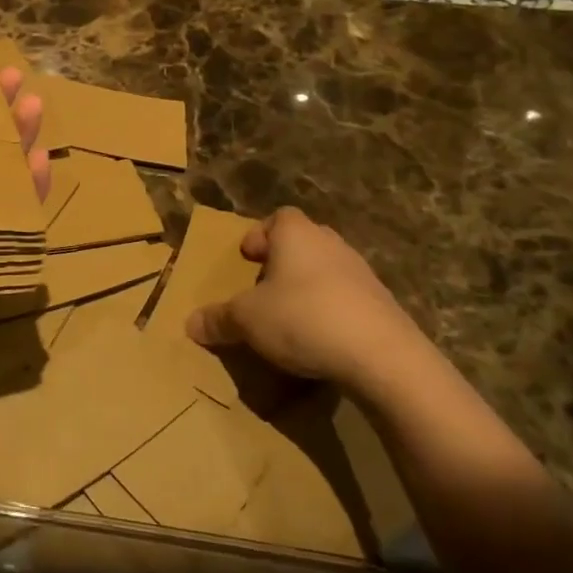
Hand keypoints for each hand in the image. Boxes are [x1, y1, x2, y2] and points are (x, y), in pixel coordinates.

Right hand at [185, 207, 412, 389]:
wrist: (382, 355)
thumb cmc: (303, 318)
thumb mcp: (248, 320)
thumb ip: (219, 319)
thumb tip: (190, 323)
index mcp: (296, 234)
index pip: (278, 217)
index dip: (260, 234)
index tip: (247, 257)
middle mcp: (330, 243)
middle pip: (303, 241)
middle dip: (283, 261)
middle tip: (264, 286)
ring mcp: (361, 272)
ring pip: (326, 270)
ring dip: (308, 287)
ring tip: (290, 316)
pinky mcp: (382, 304)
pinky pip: (347, 298)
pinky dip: (332, 311)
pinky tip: (321, 339)